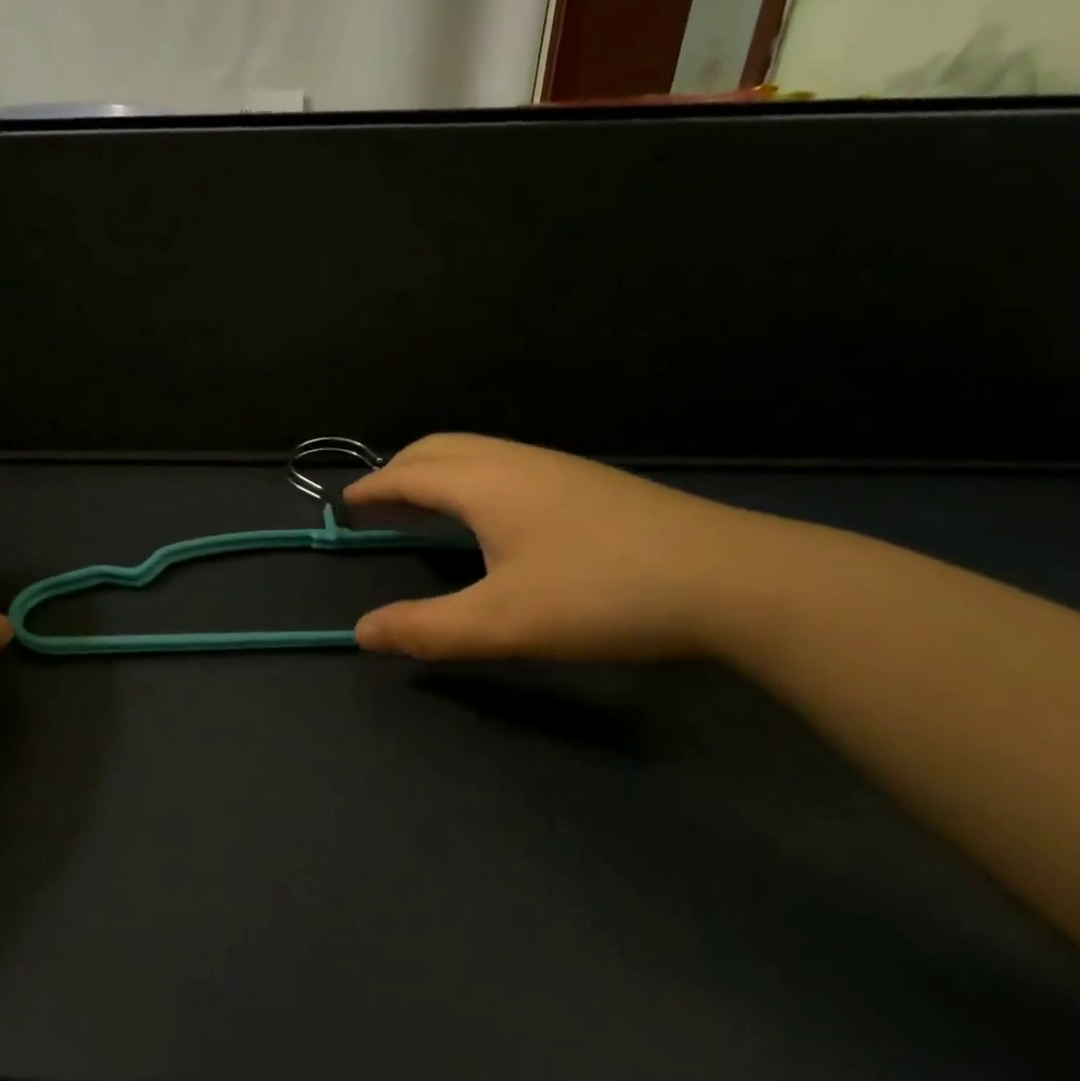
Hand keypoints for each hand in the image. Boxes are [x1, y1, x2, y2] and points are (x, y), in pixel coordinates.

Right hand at [346, 433, 749, 660]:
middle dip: (400, 467)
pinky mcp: (589, 482)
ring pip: (478, 451)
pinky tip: (494, 511)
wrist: (731, 578)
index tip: (348, 502)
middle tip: (380, 498)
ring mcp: (558, 467)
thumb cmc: (602, 595)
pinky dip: (473, 475)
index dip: (374, 488)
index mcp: (485, 483)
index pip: (410, 474)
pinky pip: (507, 462)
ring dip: (439, 468)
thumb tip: (361, 632)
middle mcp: (515, 461)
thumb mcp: (504, 622)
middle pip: (441, 447)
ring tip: (426, 501)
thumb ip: (427, 628)